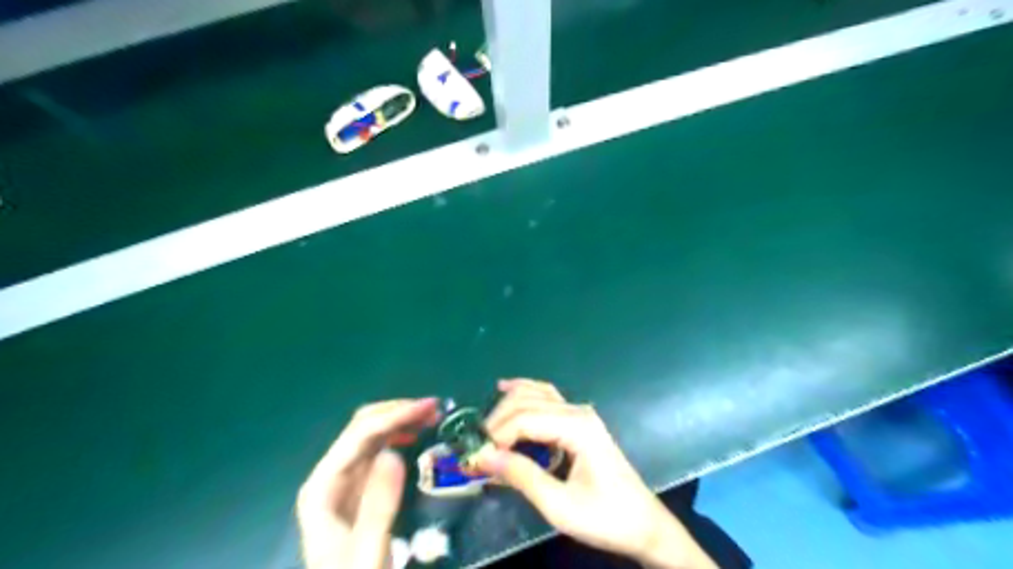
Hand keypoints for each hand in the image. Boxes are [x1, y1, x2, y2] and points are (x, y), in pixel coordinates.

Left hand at [291, 398, 438, 568]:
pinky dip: (397, 435)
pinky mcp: (357, 486)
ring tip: (431, 416)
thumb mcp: (369, 551)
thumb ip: (378, 505)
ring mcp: (342, 479)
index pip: (359, 435)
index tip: (429, 407)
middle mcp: (330, 475)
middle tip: (435, 408)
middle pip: (362, 427)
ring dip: (400, 419)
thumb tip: (394, 453)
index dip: (394, 415)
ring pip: (371, 434)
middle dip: (398, 411)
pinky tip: (413, 435)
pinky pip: (377, 449)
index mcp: (323, 486)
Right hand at [479, 378, 715, 568]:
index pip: (524, 419)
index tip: (476, 459)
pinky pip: (546, 398)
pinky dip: (523, 393)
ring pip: (535, 394)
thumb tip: (483, 457)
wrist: (642, 523)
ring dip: (507, 407)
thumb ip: (521, 476)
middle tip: (477, 449)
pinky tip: (506, 388)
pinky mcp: (578, 420)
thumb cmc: (604, 517)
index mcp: (577, 427)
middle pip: (526, 402)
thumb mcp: (559, 506)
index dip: (496, 436)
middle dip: (497, 422)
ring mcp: (579, 412)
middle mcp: (577, 411)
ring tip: (485, 431)